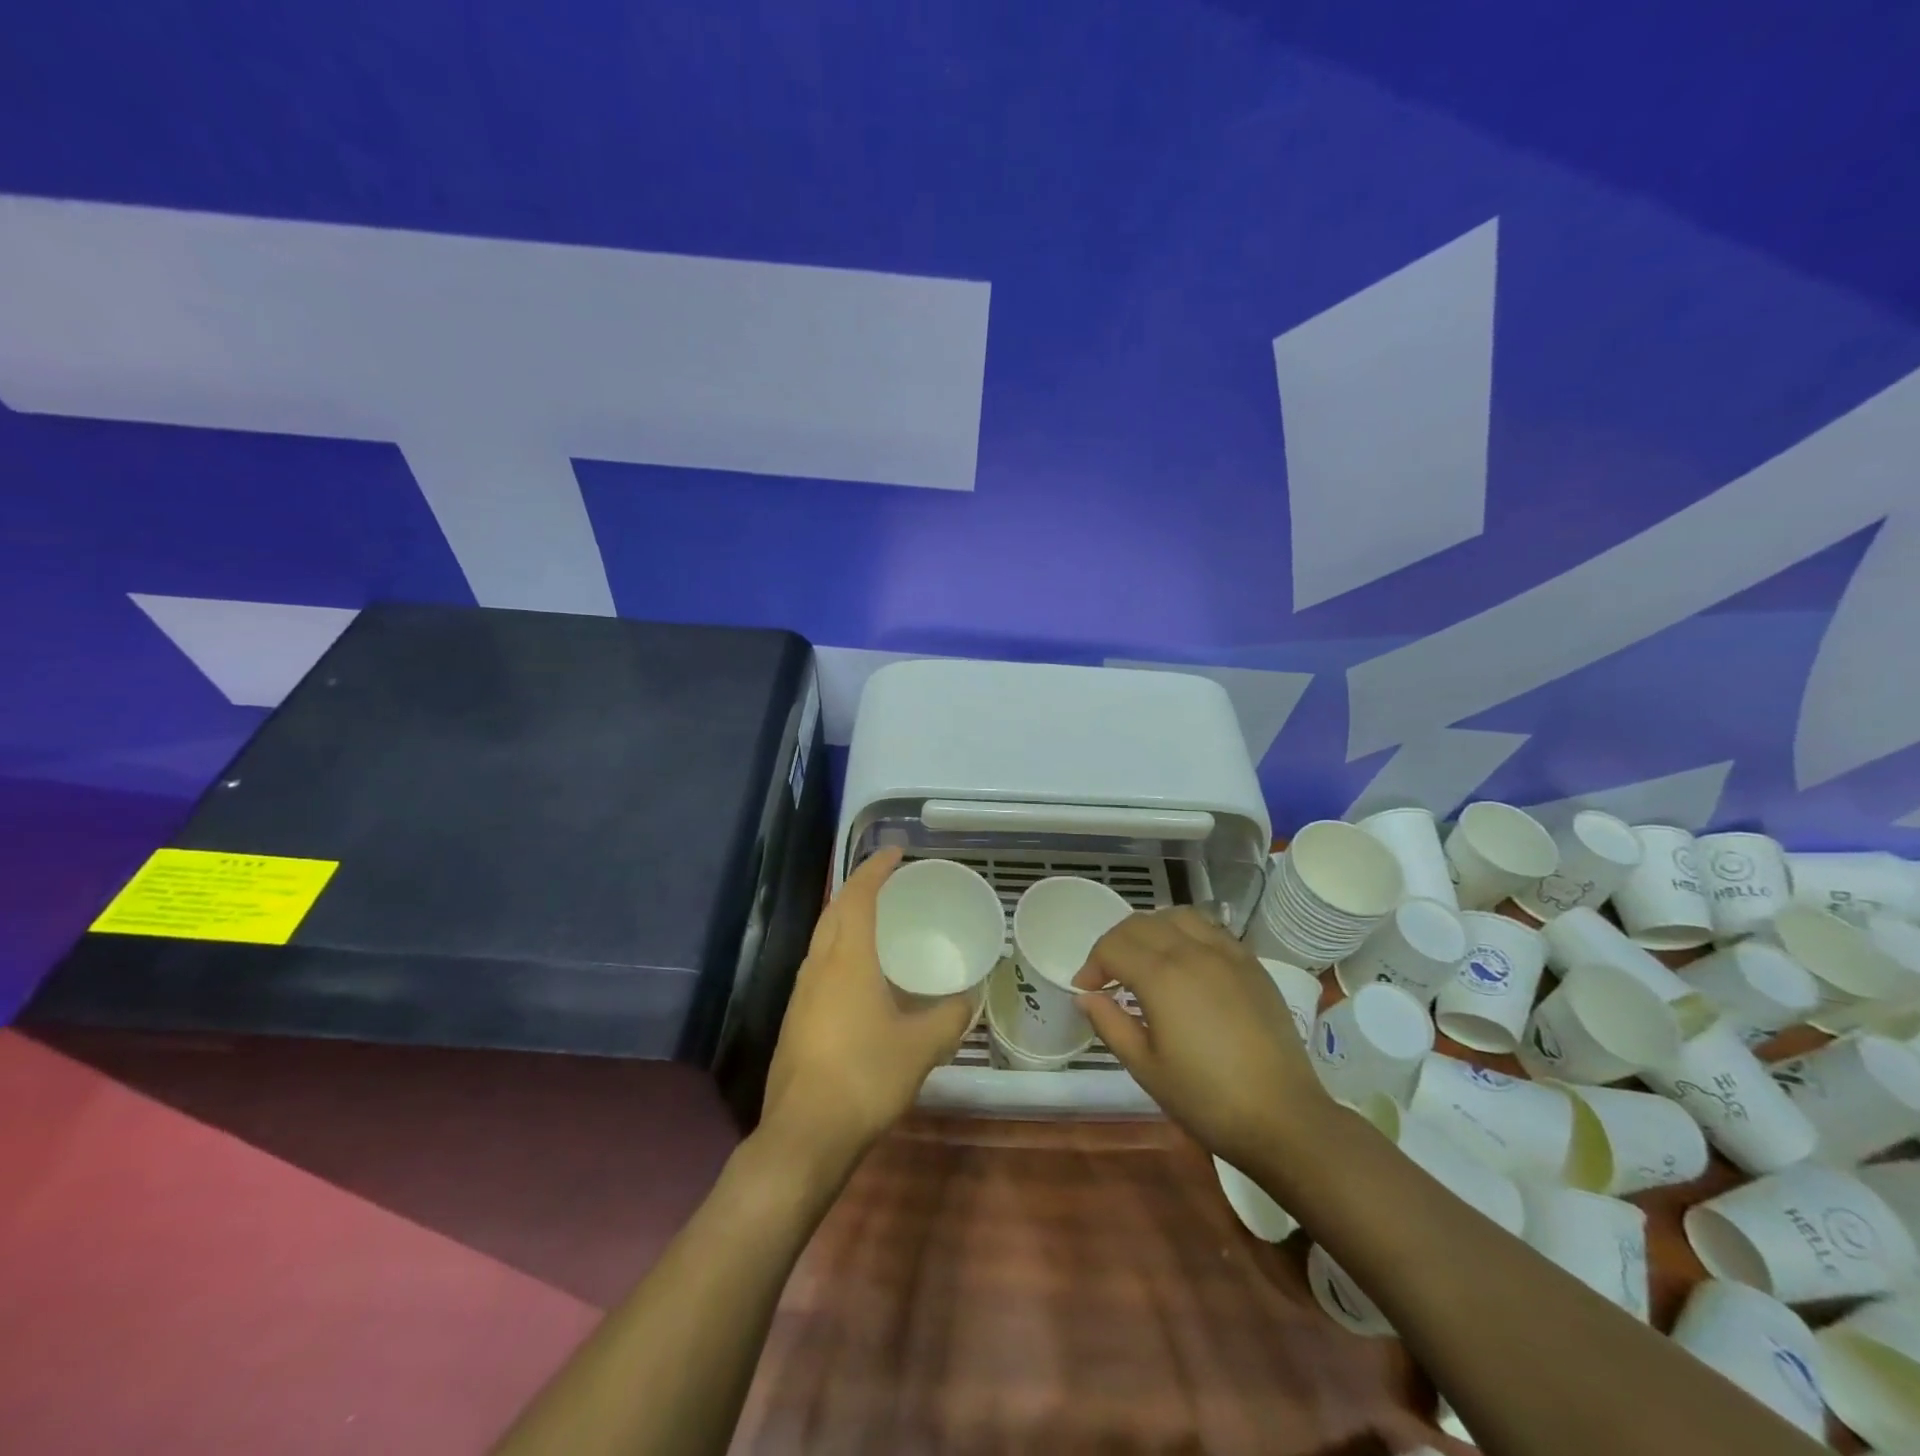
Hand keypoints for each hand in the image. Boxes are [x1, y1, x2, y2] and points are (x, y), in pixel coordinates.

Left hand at [760, 848, 978, 1168]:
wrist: (805, 1132)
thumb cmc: (865, 1076)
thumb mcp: (921, 1047)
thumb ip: (949, 1017)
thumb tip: (967, 999)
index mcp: (847, 959)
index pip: (859, 895)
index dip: (876, 869)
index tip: (895, 852)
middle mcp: (819, 965)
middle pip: (835, 909)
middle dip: (858, 887)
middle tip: (889, 881)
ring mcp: (801, 991)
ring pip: (822, 936)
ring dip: (845, 916)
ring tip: (875, 919)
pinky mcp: (795, 1017)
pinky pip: (819, 964)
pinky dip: (839, 947)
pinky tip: (858, 973)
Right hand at [1071, 908, 1329, 1171]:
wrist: (1284, 1118)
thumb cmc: (1207, 1099)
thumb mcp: (1146, 1068)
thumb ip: (1110, 1024)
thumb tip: (1086, 996)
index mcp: (1162, 976)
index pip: (1112, 947)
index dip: (1092, 965)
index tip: (1086, 991)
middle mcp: (1192, 951)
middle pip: (1140, 924)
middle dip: (1115, 944)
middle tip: (1109, 976)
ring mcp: (1227, 953)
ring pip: (1177, 916)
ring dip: (1151, 930)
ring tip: (1146, 960)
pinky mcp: (1252, 964)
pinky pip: (1210, 929)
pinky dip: (1186, 934)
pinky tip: (1186, 963)